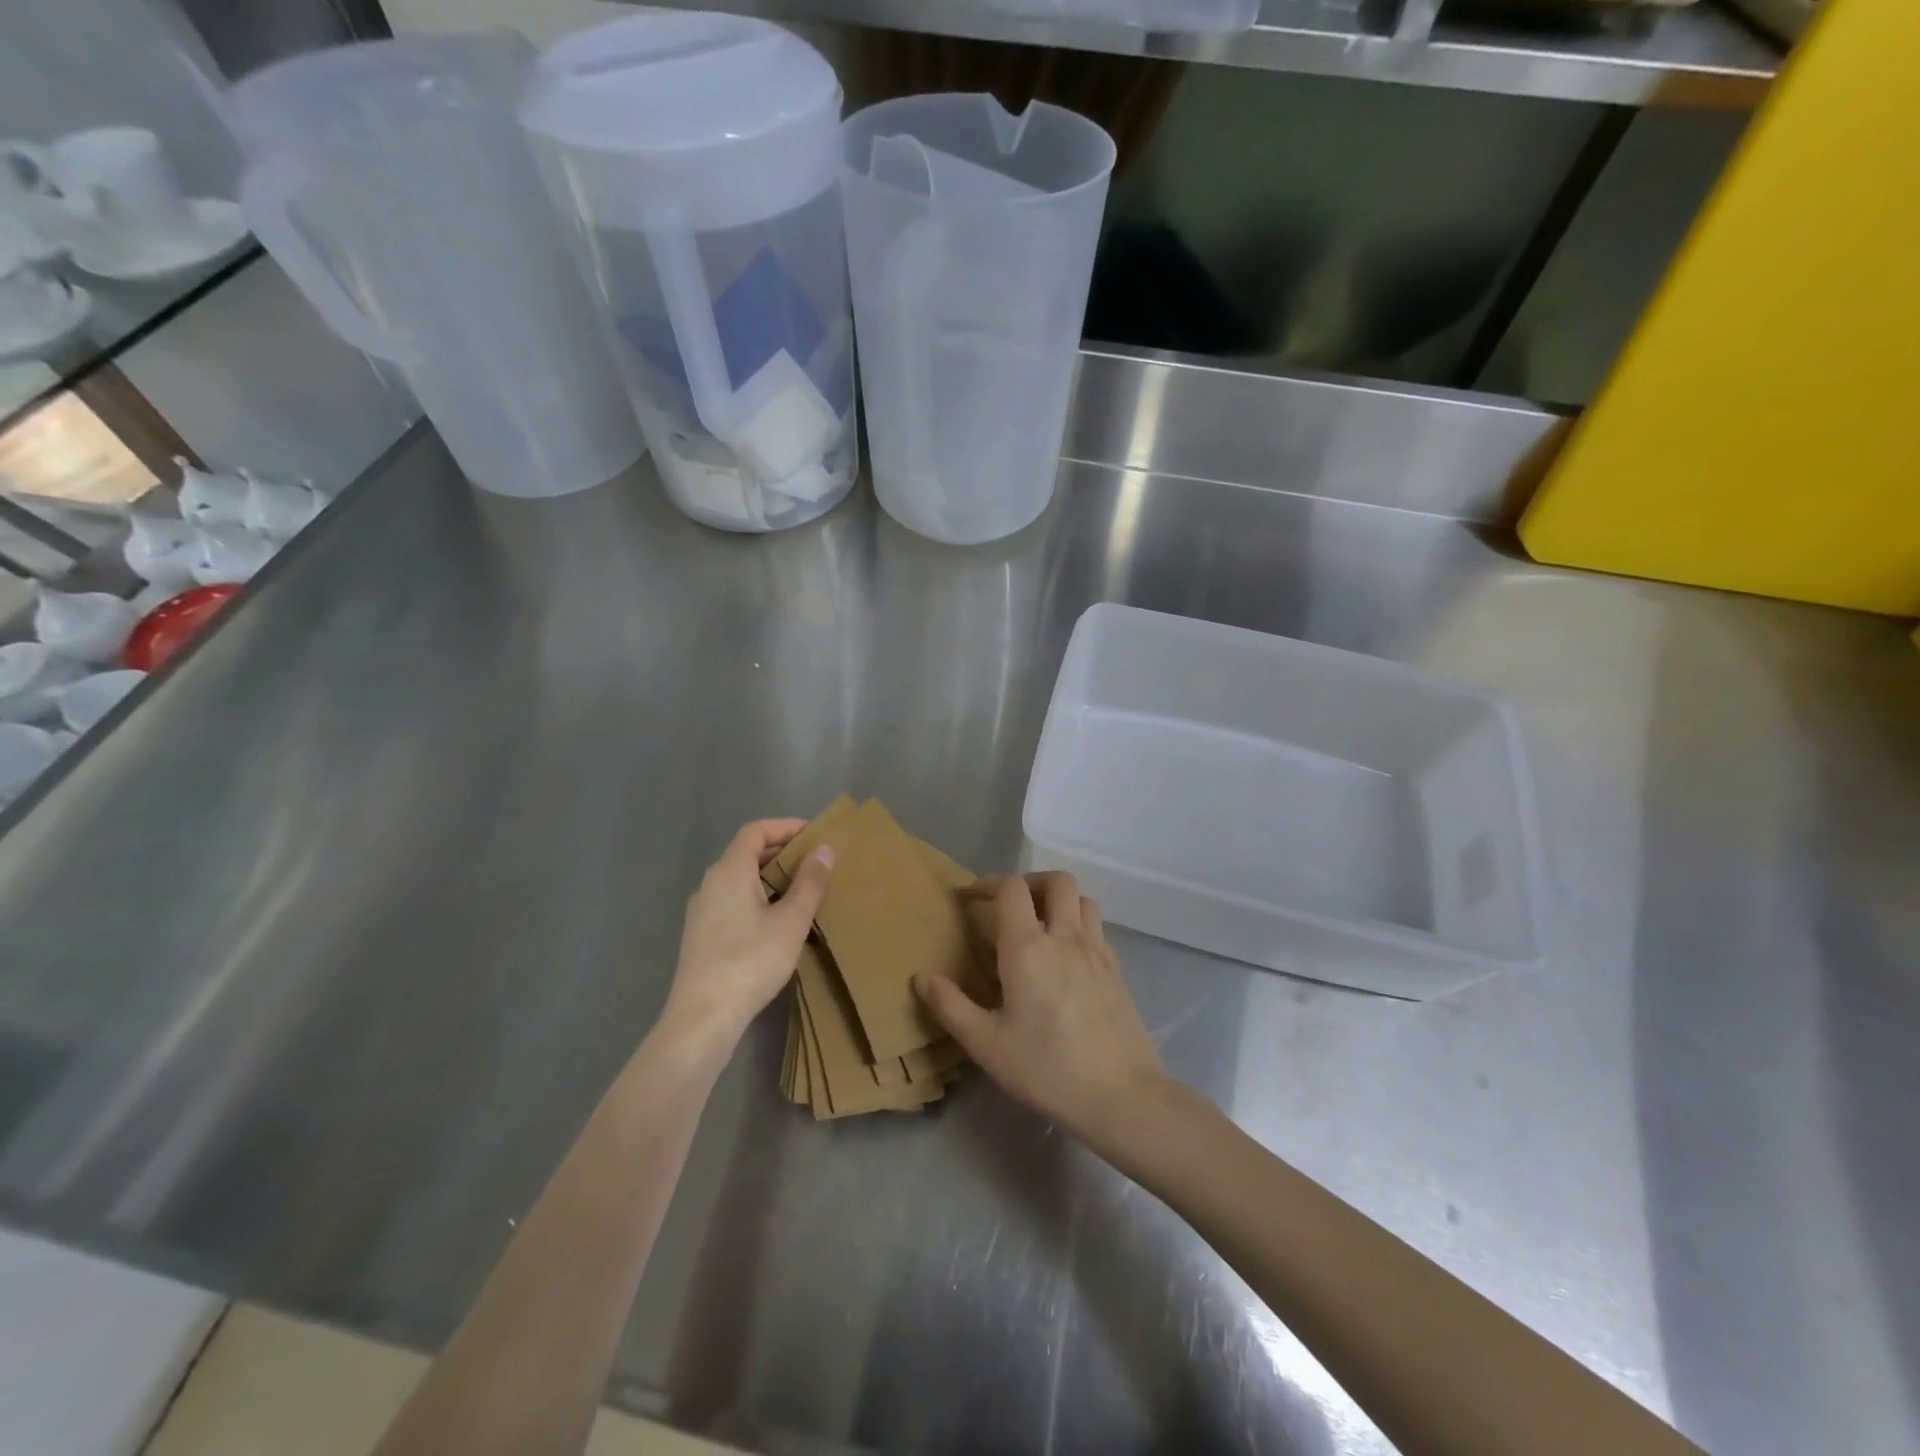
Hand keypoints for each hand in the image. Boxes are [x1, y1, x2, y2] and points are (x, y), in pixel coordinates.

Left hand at [660, 819, 832, 1058]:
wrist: (703, 1017)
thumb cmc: (751, 961)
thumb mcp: (791, 921)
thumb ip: (809, 882)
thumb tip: (823, 849)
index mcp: (729, 871)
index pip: (755, 831)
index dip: (785, 826)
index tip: (815, 833)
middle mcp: (710, 883)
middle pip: (746, 853)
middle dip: (782, 851)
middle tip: (816, 861)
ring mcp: (702, 910)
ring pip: (740, 879)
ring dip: (771, 877)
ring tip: (803, 890)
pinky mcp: (701, 934)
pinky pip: (733, 900)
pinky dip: (758, 897)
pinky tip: (778, 921)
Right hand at [915, 872, 1170, 1145]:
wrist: (1121, 1095)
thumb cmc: (1046, 1068)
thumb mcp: (986, 1044)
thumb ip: (950, 1006)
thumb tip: (922, 978)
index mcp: (1027, 947)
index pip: (1012, 888)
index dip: (989, 884)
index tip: (971, 899)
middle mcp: (1065, 937)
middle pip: (1057, 881)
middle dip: (1031, 882)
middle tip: (1011, 906)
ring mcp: (1098, 951)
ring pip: (1084, 900)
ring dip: (1061, 900)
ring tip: (1042, 925)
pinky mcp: (1118, 970)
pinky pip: (1098, 929)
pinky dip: (1080, 926)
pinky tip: (1069, 959)